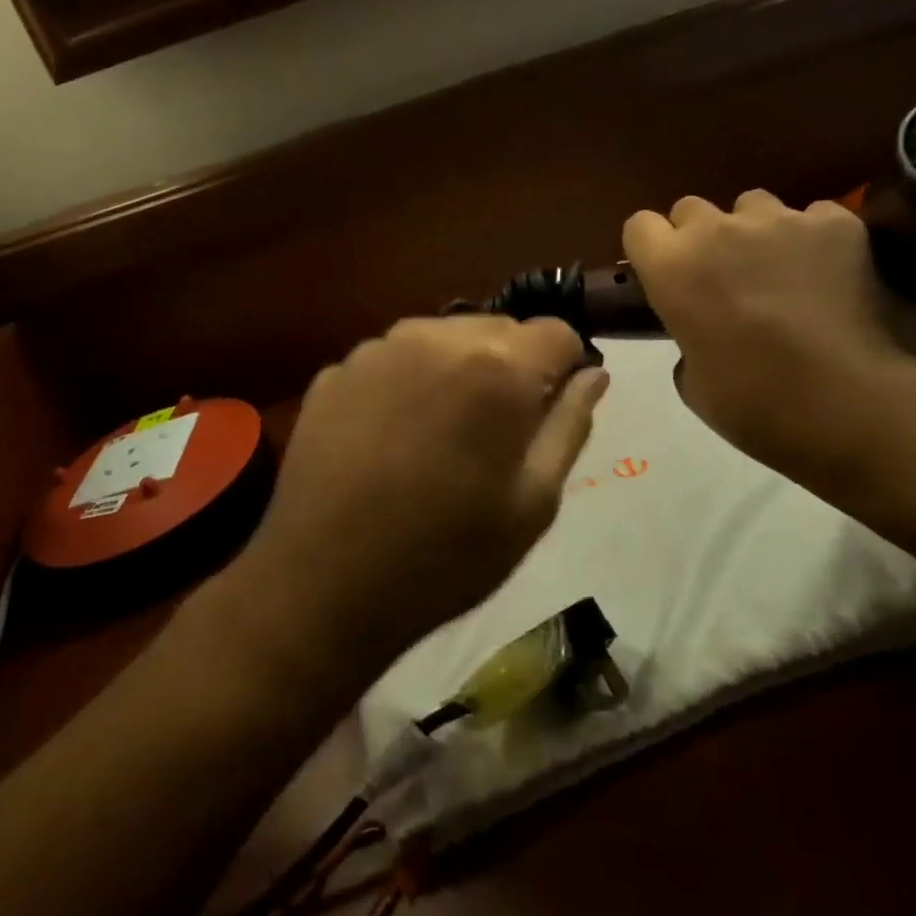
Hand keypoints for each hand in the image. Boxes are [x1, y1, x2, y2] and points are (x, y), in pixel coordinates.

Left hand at [242, 316, 608, 676]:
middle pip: (499, 329)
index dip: (565, 369)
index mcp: (496, 367)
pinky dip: (407, 383)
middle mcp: (435, 337)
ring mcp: (377, 350)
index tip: (550, 411)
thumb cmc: (445, 555)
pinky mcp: (335, 371)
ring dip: (457, 370)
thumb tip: (594, 375)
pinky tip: (390, 438)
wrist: (322, 586)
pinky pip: (393, 360)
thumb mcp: (533, 503)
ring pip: (442, 339)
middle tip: (496, 433)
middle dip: (511, 367)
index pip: (557, 333)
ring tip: (441, 435)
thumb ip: (570, 425)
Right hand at [623, 192, 915, 474]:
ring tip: (779, 268)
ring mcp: (779, 220)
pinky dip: (814, 238)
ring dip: (755, 231)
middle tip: (721, 275)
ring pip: (754, 204)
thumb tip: (702, 333)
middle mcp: (716, 230)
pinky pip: (813, 215)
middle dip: (700, 236)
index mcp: (672, 268)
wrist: (843, 402)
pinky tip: (827, 271)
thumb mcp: (692, 381)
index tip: (664, 272)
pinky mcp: (834, 223)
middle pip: (692, 208)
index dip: (652, 248)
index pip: (640, 226)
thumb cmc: (752, 402)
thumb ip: (686, 338)